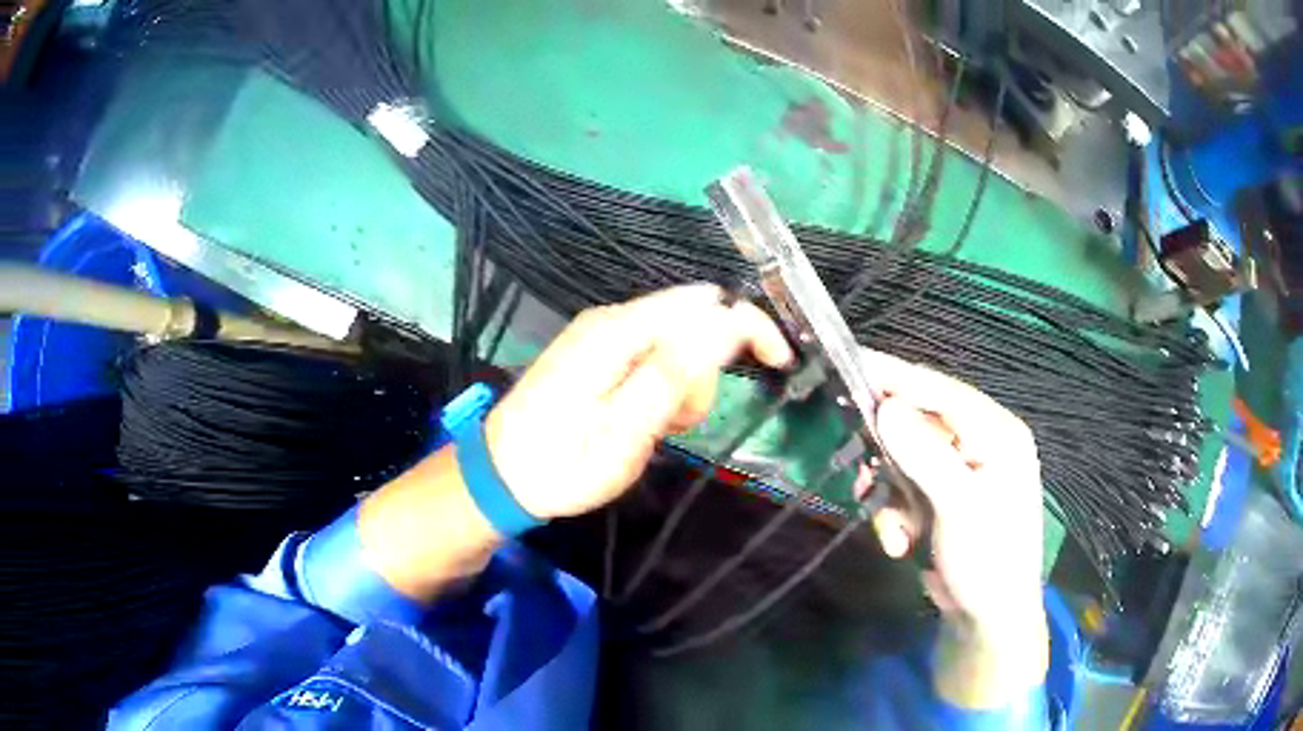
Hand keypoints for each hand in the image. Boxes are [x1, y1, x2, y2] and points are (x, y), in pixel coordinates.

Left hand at [484, 284, 792, 520]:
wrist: (500, 476)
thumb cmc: (561, 463)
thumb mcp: (622, 432)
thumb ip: (673, 376)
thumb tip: (723, 324)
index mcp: (619, 331)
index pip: (706, 305)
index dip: (751, 327)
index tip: (780, 364)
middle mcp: (612, 319)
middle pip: (693, 321)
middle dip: (706, 371)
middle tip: (677, 424)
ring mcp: (603, 334)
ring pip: (677, 342)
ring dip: (684, 385)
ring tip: (654, 429)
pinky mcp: (599, 353)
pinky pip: (654, 356)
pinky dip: (664, 388)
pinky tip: (642, 418)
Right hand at [857, 350, 1043, 633]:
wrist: (989, 619)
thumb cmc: (988, 560)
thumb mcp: (959, 507)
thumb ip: (925, 455)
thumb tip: (885, 407)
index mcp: (997, 432)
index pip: (941, 391)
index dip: (896, 378)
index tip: (851, 365)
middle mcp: (981, 443)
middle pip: (919, 423)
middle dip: (889, 454)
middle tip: (863, 476)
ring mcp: (961, 472)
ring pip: (905, 459)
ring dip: (891, 494)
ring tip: (892, 528)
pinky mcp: (944, 498)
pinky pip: (906, 488)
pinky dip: (896, 514)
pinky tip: (901, 542)